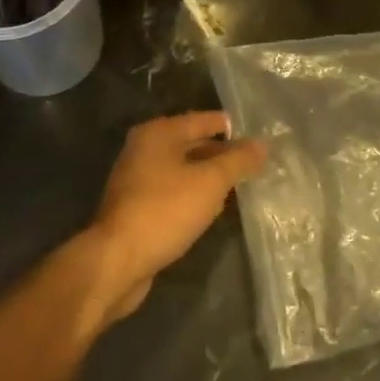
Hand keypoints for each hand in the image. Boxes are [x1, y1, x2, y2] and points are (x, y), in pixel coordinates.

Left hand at [86, 112, 268, 319]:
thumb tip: (262, 144)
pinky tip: (212, 209)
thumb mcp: (210, 182)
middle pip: (192, 144)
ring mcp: (138, 179)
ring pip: (183, 170)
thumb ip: (237, 161)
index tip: (258, 136)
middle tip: (255, 164)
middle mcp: (144, 149)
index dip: (231, 127)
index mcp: (158, 133)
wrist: (117, 260)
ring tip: (240, 185)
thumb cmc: (165, 211)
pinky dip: (193, 196)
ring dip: (208, 177)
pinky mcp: (138, 207)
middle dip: (222, 154)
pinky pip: (174, 192)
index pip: (203, 120)